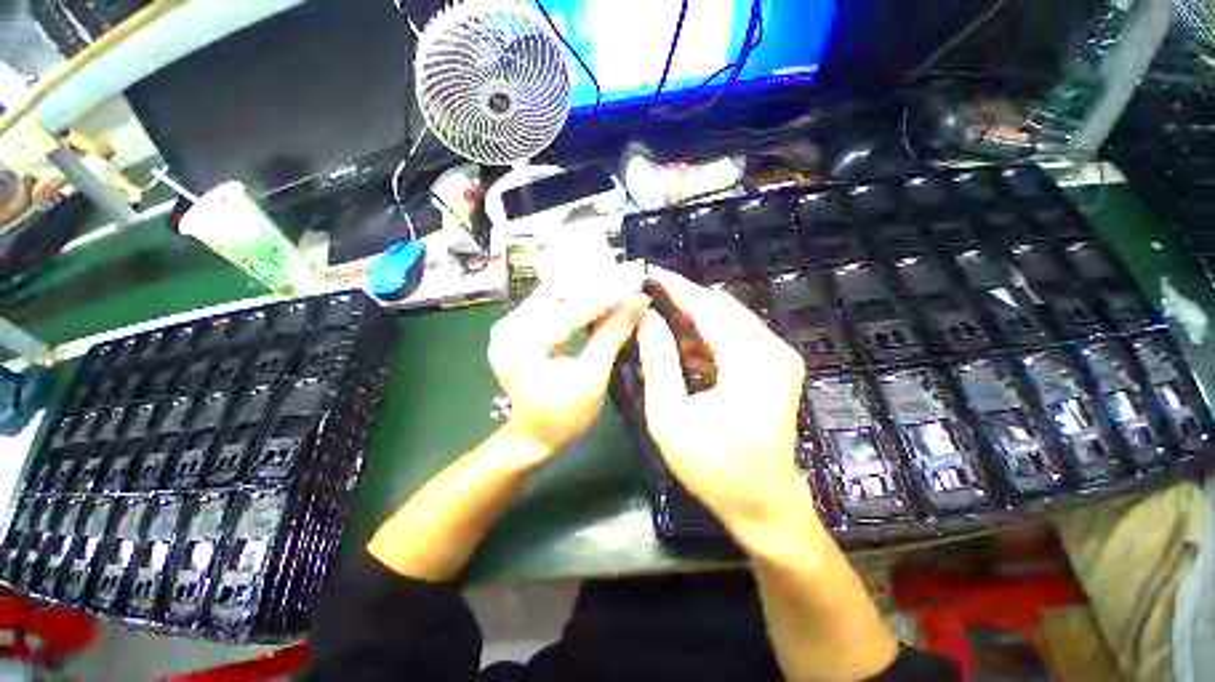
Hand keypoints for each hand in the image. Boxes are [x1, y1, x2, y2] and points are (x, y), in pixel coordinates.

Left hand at [489, 265, 648, 460]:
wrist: (532, 435)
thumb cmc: (562, 417)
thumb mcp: (591, 380)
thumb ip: (612, 337)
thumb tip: (638, 302)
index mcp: (522, 344)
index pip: (571, 309)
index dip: (607, 294)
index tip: (635, 278)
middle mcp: (509, 326)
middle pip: (559, 292)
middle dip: (597, 281)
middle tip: (628, 271)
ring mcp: (511, 323)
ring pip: (555, 292)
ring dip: (588, 284)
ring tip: (618, 276)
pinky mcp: (520, 325)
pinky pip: (552, 302)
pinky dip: (578, 296)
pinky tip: (599, 290)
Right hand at [636, 268, 808, 533]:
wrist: (763, 506)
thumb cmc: (714, 467)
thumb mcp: (670, 416)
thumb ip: (658, 361)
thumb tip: (647, 318)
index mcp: (751, 359)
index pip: (708, 306)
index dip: (676, 287)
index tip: (649, 273)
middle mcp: (772, 350)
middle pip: (721, 309)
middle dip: (682, 302)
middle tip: (647, 299)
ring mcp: (777, 359)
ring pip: (728, 323)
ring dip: (693, 321)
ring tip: (658, 321)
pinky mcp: (774, 370)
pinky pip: (735, 340)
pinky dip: (707, 339)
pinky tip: (683, 349)